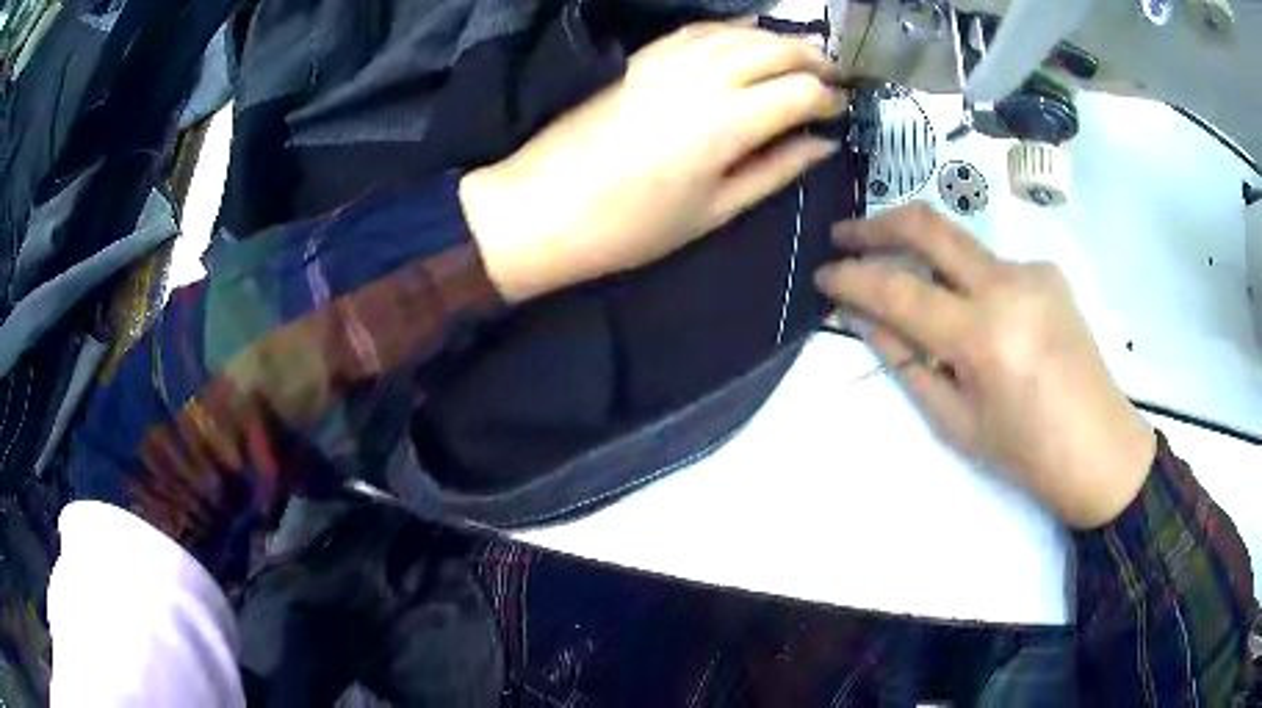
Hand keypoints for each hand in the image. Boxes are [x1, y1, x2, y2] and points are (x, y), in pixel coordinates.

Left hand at [460, 20, 846, 301]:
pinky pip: (698, 30)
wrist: (543, 208)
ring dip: (778, 39)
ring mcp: (668, 61)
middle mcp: (704, 77)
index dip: (829, 98)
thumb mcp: (715, 210)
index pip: (801, 91)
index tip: (841, 111)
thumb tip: (822, 145)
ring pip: (740, 33)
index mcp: (729, 122)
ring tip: (803, 52)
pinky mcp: (641, 58)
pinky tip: (747, 33)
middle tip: (835, 75)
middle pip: (776, 50)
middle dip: (814, 59)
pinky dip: (731, 28)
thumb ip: (775, 170)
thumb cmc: (632, 226)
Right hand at [815, 204, 1156, 528]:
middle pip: (929, 225)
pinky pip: (992, 266)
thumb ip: (907, 360)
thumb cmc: (1026, 453)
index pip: (899, 290)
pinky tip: (980, 320)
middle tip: (844, 235)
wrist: (1100, 448)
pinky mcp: (1048, 271)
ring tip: (915, 295)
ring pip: (961, 247)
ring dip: (926, 259)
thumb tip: (862, 317)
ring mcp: (1032, 270)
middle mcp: (1008, 285)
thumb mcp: (956, 421)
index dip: (853, 277)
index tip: (823, 274)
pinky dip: (969, 284)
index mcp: (983, 337)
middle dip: (876, 224)